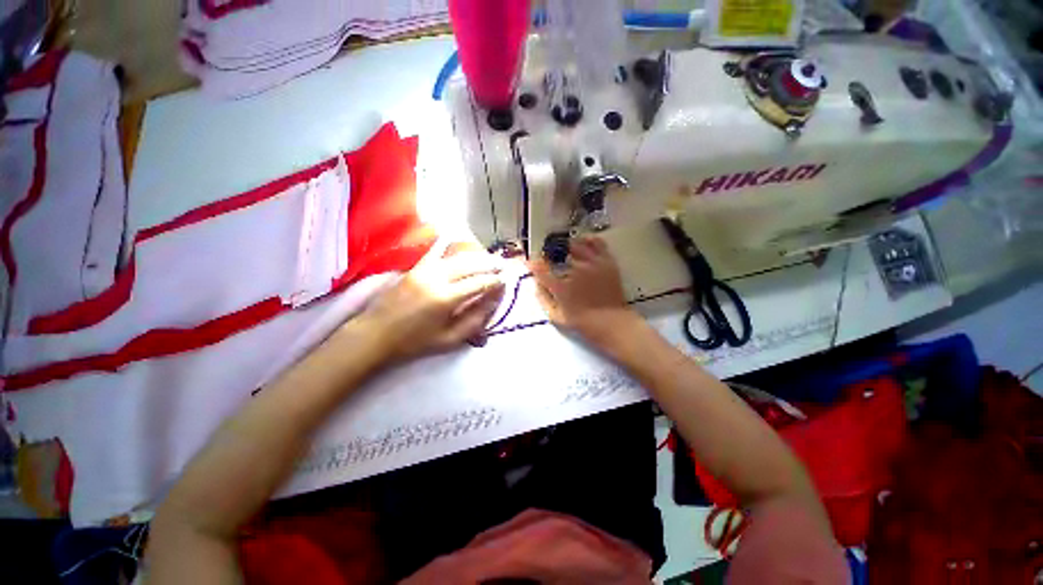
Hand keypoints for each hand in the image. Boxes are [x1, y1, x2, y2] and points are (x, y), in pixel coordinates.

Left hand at [358, 243, 505, 362]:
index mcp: (446, 298)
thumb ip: (475, 320)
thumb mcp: (449, 339)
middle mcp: (437, 278)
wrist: (375, 334)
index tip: (505, 281)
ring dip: (475, 256)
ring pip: (456, 257)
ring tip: (488, 259)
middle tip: (501, 266)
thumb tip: (493, 303)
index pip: (478, 284)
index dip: (494, 282)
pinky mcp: (415, 268)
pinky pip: (437, 253)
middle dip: (488, 264)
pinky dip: (452, 249)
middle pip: (470, 265)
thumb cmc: (414, 342)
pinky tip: (461, 246)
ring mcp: (424, 270)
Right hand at [530, 236, 641, 348]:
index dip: (532, 263)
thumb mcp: (557, 316)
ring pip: (576, 244)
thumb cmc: (583, 322)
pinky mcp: (607, 261)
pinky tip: (584, 243)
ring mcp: (593, 264)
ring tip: (565, 250)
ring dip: (567, 245)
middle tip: (549, 256)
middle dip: (550, 252)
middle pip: (557, 251)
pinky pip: (597, 243)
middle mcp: (575, 271)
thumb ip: (544, 299)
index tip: (529, 261)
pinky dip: (588, 240)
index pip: (540, 269)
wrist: (613, 322)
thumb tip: (536, 284)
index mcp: (561, 287)